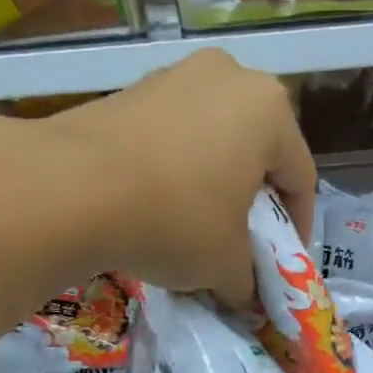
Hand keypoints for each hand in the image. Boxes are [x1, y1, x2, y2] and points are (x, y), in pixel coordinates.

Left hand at [44, 50, 315, 305]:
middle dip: (255, 200)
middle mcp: (229, 77)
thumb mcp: (226, 264)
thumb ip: (248, 281)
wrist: (71, 188)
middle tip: (244, 240)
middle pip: (258, 151)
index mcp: (270, 110)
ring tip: (198, 225)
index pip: (300, 178)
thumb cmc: (177, 219)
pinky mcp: (130, 89)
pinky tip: (158, 204)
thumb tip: (244, 297)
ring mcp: (175, 75)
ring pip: (213, 139)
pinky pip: (172, 134)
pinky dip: (176, 168)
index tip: (284, 265)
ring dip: (214, 182)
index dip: (297, 230)